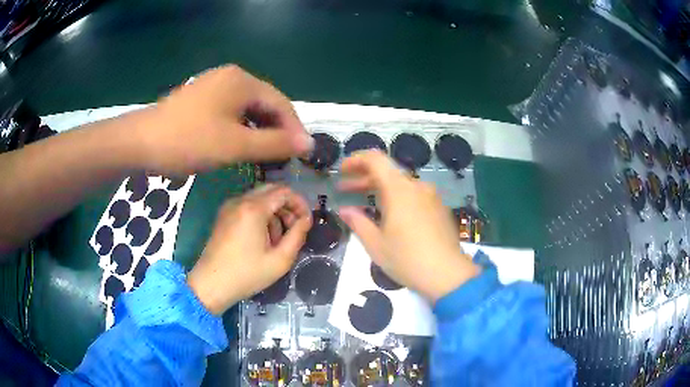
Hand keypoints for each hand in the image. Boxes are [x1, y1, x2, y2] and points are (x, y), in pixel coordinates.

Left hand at [132, 65, 313, 174]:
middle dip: (276, 131)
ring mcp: (214, 87)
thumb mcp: (235, 145)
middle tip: (282, 159)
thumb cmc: (189, 141)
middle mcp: (231, 78)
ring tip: (264, 156)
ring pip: (247, 110)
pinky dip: (240, 130)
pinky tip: (240, 146)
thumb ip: (275, 143)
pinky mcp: (202, 99)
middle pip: (264, 104)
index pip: (281, 103)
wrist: (141, 143)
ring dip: (258, 132)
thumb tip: (309, 143)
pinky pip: (230, 113)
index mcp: (242, 81)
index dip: (294, 129)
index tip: (301, 155)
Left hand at [187, 185, 311, 314]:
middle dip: (288, 206)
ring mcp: (229, 206)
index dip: (300, 203)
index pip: (284, 192)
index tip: (307, 222)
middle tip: (295, 228)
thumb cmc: (247, 274)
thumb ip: (298, 235)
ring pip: (260, 198)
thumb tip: (306, 220)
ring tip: (279, 239)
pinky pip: (248, 206)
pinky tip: (262, 238)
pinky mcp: (224, 215)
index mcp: (254, 209)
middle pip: (272, 190)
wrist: (212, 284)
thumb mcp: (280, 260)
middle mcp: (240, 200)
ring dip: (275, 212)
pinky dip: (261, 215)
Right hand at [338, 150, 479, 303]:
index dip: (356, 160)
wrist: (447, 274)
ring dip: (381, 190)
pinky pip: (414, 196)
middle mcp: (417, 186)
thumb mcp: (376, 243)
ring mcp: (431, 197)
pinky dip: (398, 198)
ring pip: (401, 185)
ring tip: (366, 204)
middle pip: (387, 172)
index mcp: (399, 189)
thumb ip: (358, 222)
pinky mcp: (440, 208)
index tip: (342, 171)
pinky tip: (391, 216)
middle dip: (364, 178)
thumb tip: (345, 210)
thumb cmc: (407, 259)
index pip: (375, 159)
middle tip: (345, 190)